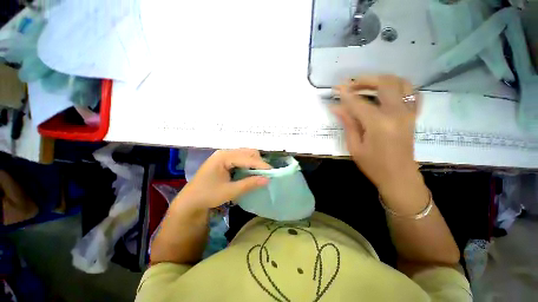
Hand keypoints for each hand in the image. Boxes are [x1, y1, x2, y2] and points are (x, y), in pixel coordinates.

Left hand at [175, 149, 271, 210]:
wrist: (190, 200)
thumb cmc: (208, 195)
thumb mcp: (230, 191)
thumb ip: (249, 184)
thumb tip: (267, 180)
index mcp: (224, 157)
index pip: (247, 158)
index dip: (261, 165)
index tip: (272, 172)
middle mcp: (224, 152)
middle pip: (247, 152)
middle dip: (258, 162)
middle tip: (266, 174)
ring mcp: (224, 155)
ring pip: (245, 154)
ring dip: (254, 163)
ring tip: (259, 174)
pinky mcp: (225, 160)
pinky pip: (241, 158)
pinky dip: (248, 164)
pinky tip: (250, 172)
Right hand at [331, 75, 420, 190]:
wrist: (399, 177)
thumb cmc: (373, 165)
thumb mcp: (355, 146)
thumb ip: (348, 123)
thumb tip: (336, 107)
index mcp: (379, 123)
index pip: (358, 102)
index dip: (345, 94)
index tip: (335, 88)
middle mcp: (397, 113)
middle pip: (384, 83)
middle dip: (365, 80)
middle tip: (350, 84)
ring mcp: (408, 112)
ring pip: (401, 83)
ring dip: (382, 80)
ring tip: (367, 85)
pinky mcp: (413, 115)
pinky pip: (412, 93)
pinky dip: (399, 88)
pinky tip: (387, 93)